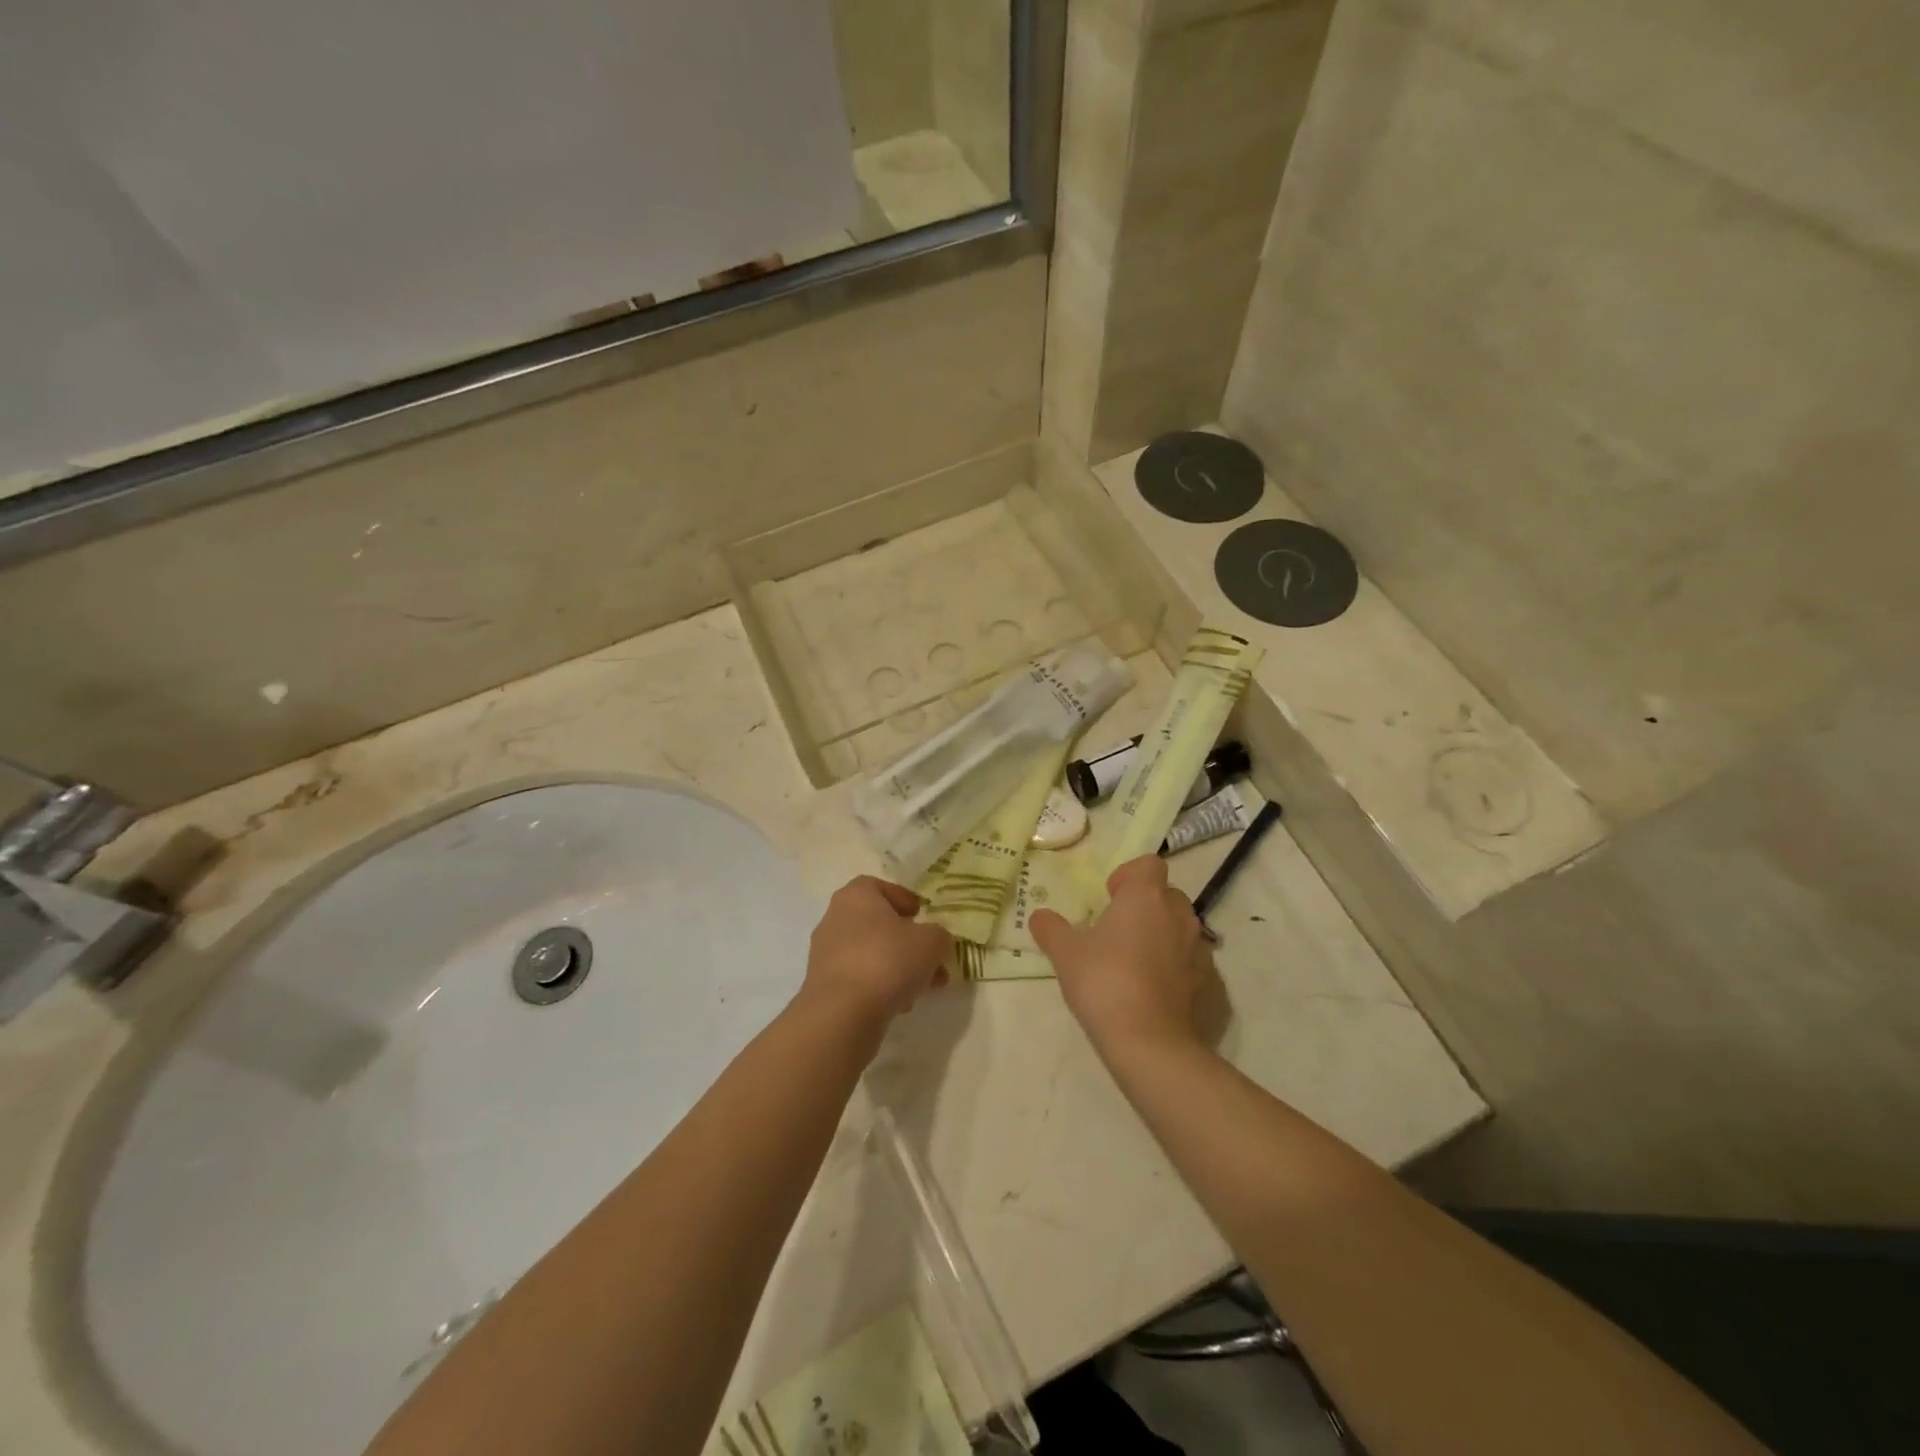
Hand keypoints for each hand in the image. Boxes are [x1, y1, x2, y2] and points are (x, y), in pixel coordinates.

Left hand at [801, 876, 952, 1028]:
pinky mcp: (823, 985)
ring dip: (897, 967)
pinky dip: (879, 986)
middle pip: (877, 924)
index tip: (921, 916)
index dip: (903, 899)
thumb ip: (938, 935)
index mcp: (856, 896)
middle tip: (930, 958)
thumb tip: (934, 940)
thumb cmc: (887, 961)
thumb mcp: (931, 942)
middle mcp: (835, 918)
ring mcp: (825, 953)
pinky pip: (858, 978)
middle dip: (906, 941)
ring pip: (870, 953)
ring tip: (923, 988)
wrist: (842, 1013)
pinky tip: (900, 1004)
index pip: (879, 887)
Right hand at [1030, 856, 1212, 1062]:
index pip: (1149, 864)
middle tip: (1118, 931)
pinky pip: (1192, 960)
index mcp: (1145, 897)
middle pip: (1166, 894)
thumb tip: (1040, 916)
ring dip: (1162, 935)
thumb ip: (1050, 929)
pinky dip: (1176, 967)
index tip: (1110, 897)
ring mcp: (1199, 948)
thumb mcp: (1065, 954)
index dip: (1129, 876)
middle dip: (1145, 906)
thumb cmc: (1104, 983)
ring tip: (1136, 963)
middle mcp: (1179, 914)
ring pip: (1181, 927)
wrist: (1150, 1043)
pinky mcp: (1210, 981)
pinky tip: (1154, 991)